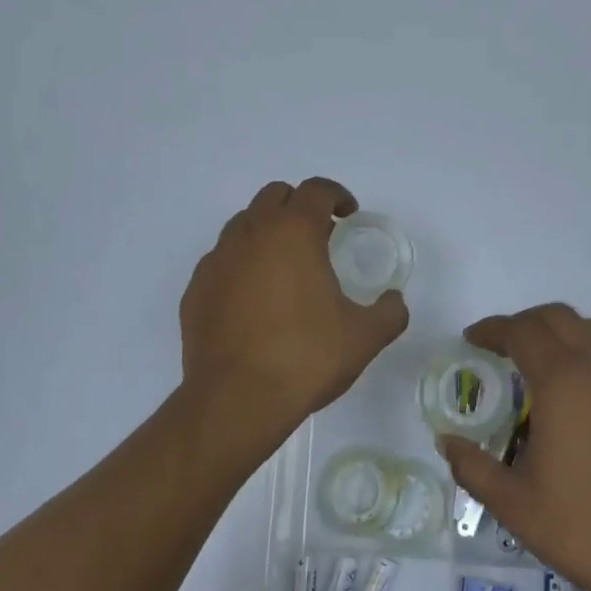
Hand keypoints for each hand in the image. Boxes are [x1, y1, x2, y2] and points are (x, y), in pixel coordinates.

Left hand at [180, 179, 408, 458]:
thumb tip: (394, 301)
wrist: (235, 400)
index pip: (316, 189)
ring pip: (243, 224)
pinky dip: (242, 263)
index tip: (348, 214)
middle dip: (299, 206)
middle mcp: (251, 234)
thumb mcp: (365, 337)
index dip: (337, 195)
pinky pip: (222, 259)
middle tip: (319, 236)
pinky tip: (254, 298)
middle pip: (274, 196)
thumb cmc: (305, 358)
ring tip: (285, 266)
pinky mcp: (196, 288)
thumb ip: (389, 312)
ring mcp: (217, 260)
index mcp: (294, 232)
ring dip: (267, 231)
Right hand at [435, 304, 590, 590]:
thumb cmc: (587, 528)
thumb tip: (448, 442)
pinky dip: (590, 356)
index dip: (492, 329)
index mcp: (564, 381)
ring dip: (561, 333)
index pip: (522, 331)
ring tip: (540, 365)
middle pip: (559, 317)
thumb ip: (473, 467)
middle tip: (501, 348)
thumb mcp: (515, 505)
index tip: (471, 340)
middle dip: (525, 323)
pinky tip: (581, 398)